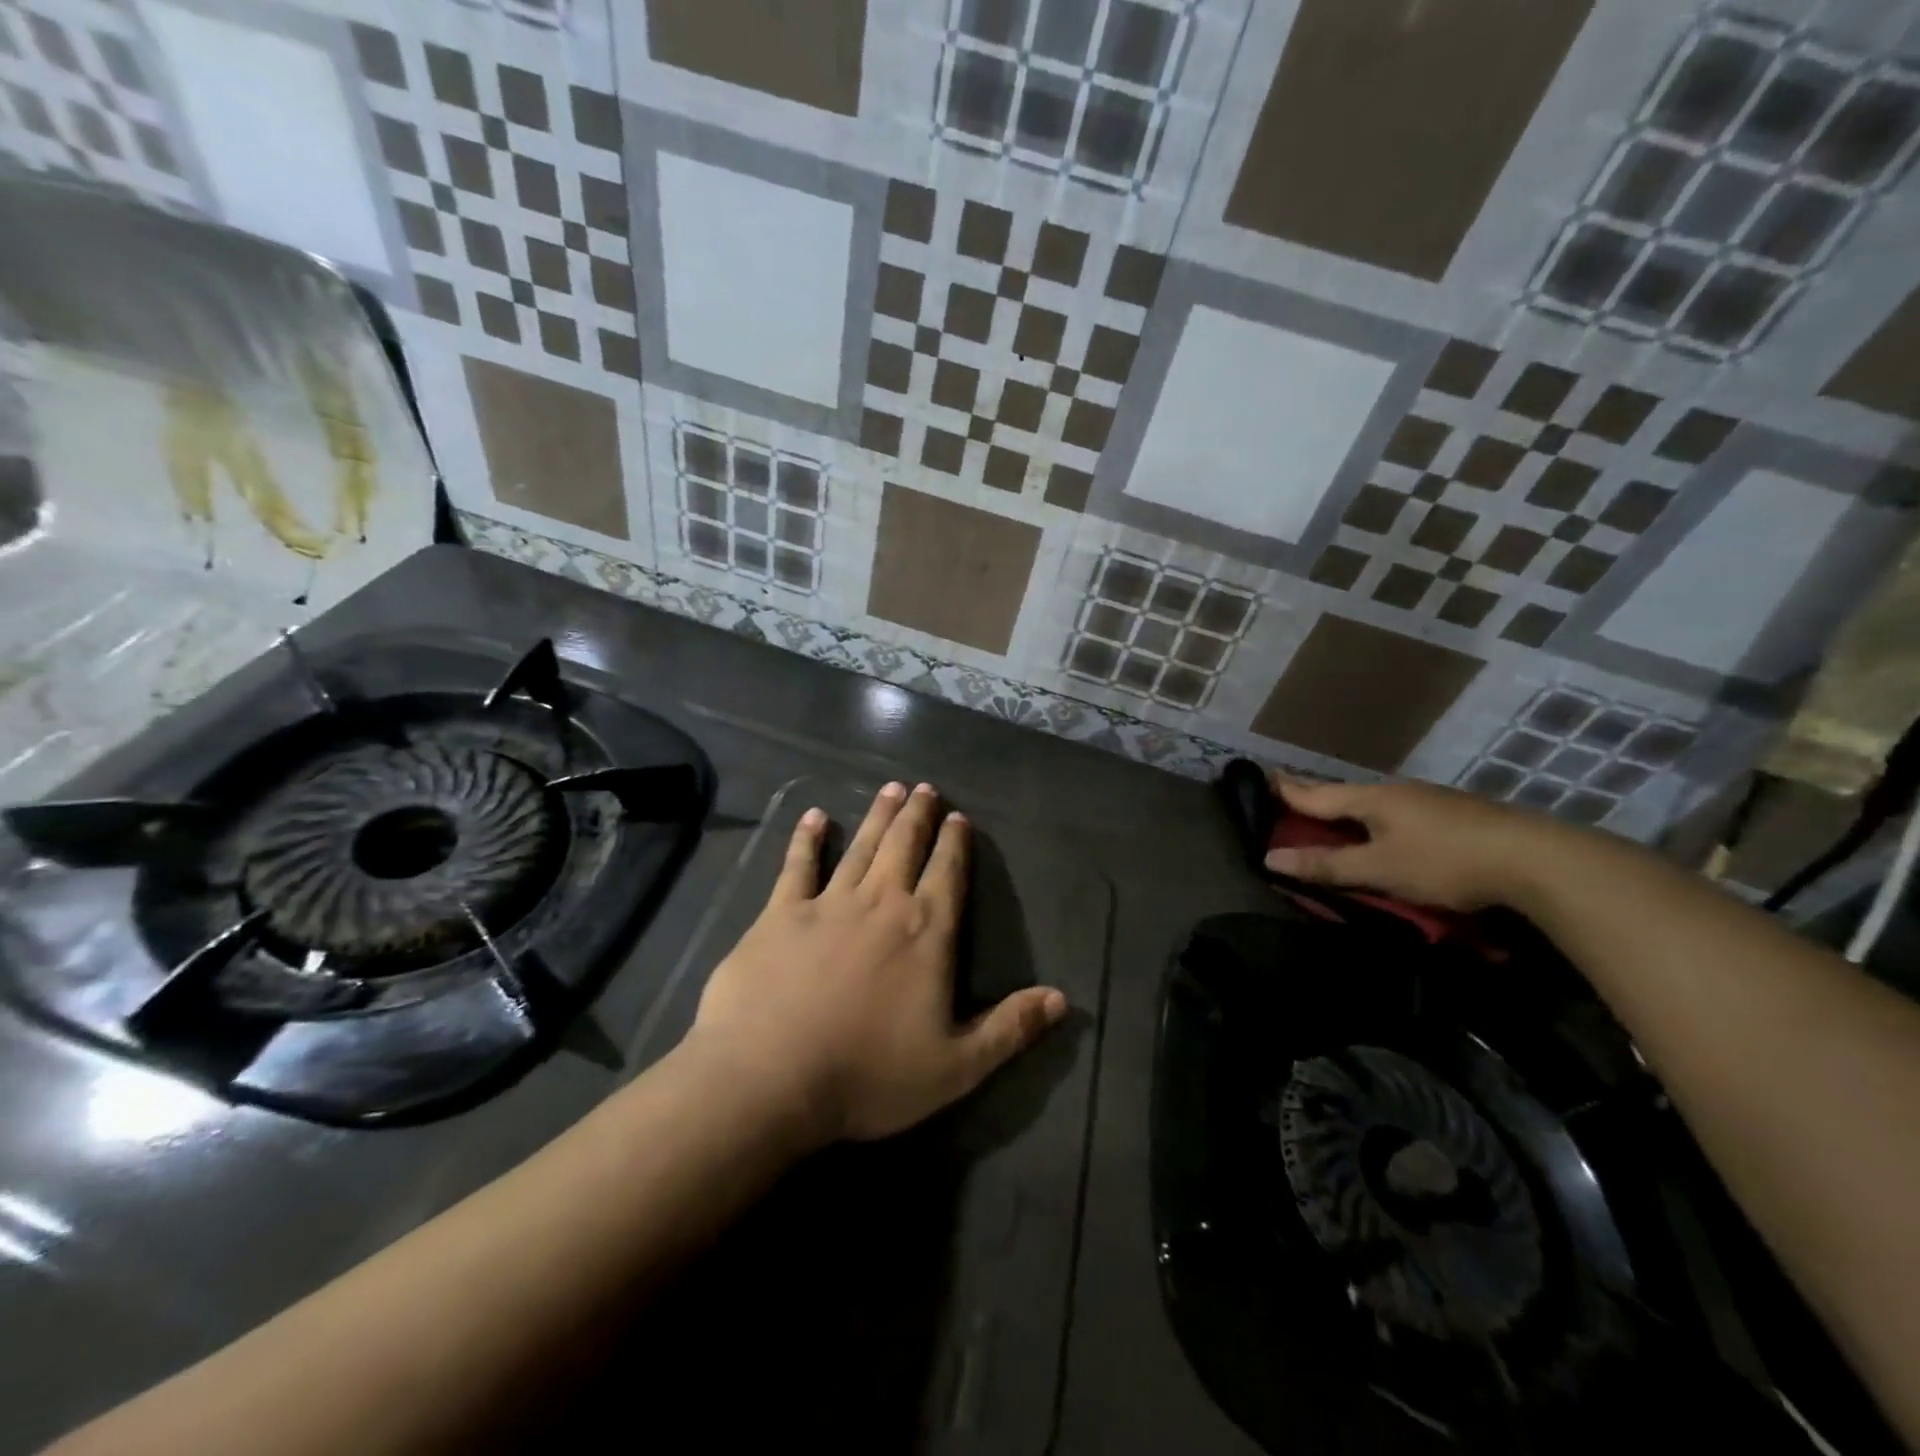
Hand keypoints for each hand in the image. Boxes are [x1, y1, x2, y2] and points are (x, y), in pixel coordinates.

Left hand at [687, 782, 1067, 1147]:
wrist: (771, 1077)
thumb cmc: (869, 1075)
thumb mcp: (956, 1067)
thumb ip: (1010, 1029)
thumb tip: (1061, 998)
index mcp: (925, 933)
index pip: (948, 874)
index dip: (955, 843)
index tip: (959, 816)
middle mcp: (881, 903)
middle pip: (905, 846)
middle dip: (918, 815)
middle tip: (924, 788)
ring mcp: (828, 903)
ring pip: (861, 846)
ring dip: (877, 816)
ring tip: (889, 788)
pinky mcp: (780, 913)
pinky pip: (797, 865)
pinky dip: (807, 839)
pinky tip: (814, 817)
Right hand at [1262, 775, 1567, 911]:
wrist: (1537, 859)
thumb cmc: (1444, 862)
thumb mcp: (1379, 869)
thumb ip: (1326, 865)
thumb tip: (1270, 857)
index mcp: (1371, 799)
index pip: (1315, 793)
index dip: (1286, 789)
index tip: (1261, 777)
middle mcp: (1395, 791)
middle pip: (1343, 793)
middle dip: (1314, 795)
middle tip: (1287, 794)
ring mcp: (1428, 800)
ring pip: (1373, 801)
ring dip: (1346, 807)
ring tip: (1330, 813)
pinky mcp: (1454, 814)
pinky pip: (1397, 811)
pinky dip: (1375, 817)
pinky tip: (1384, 827)